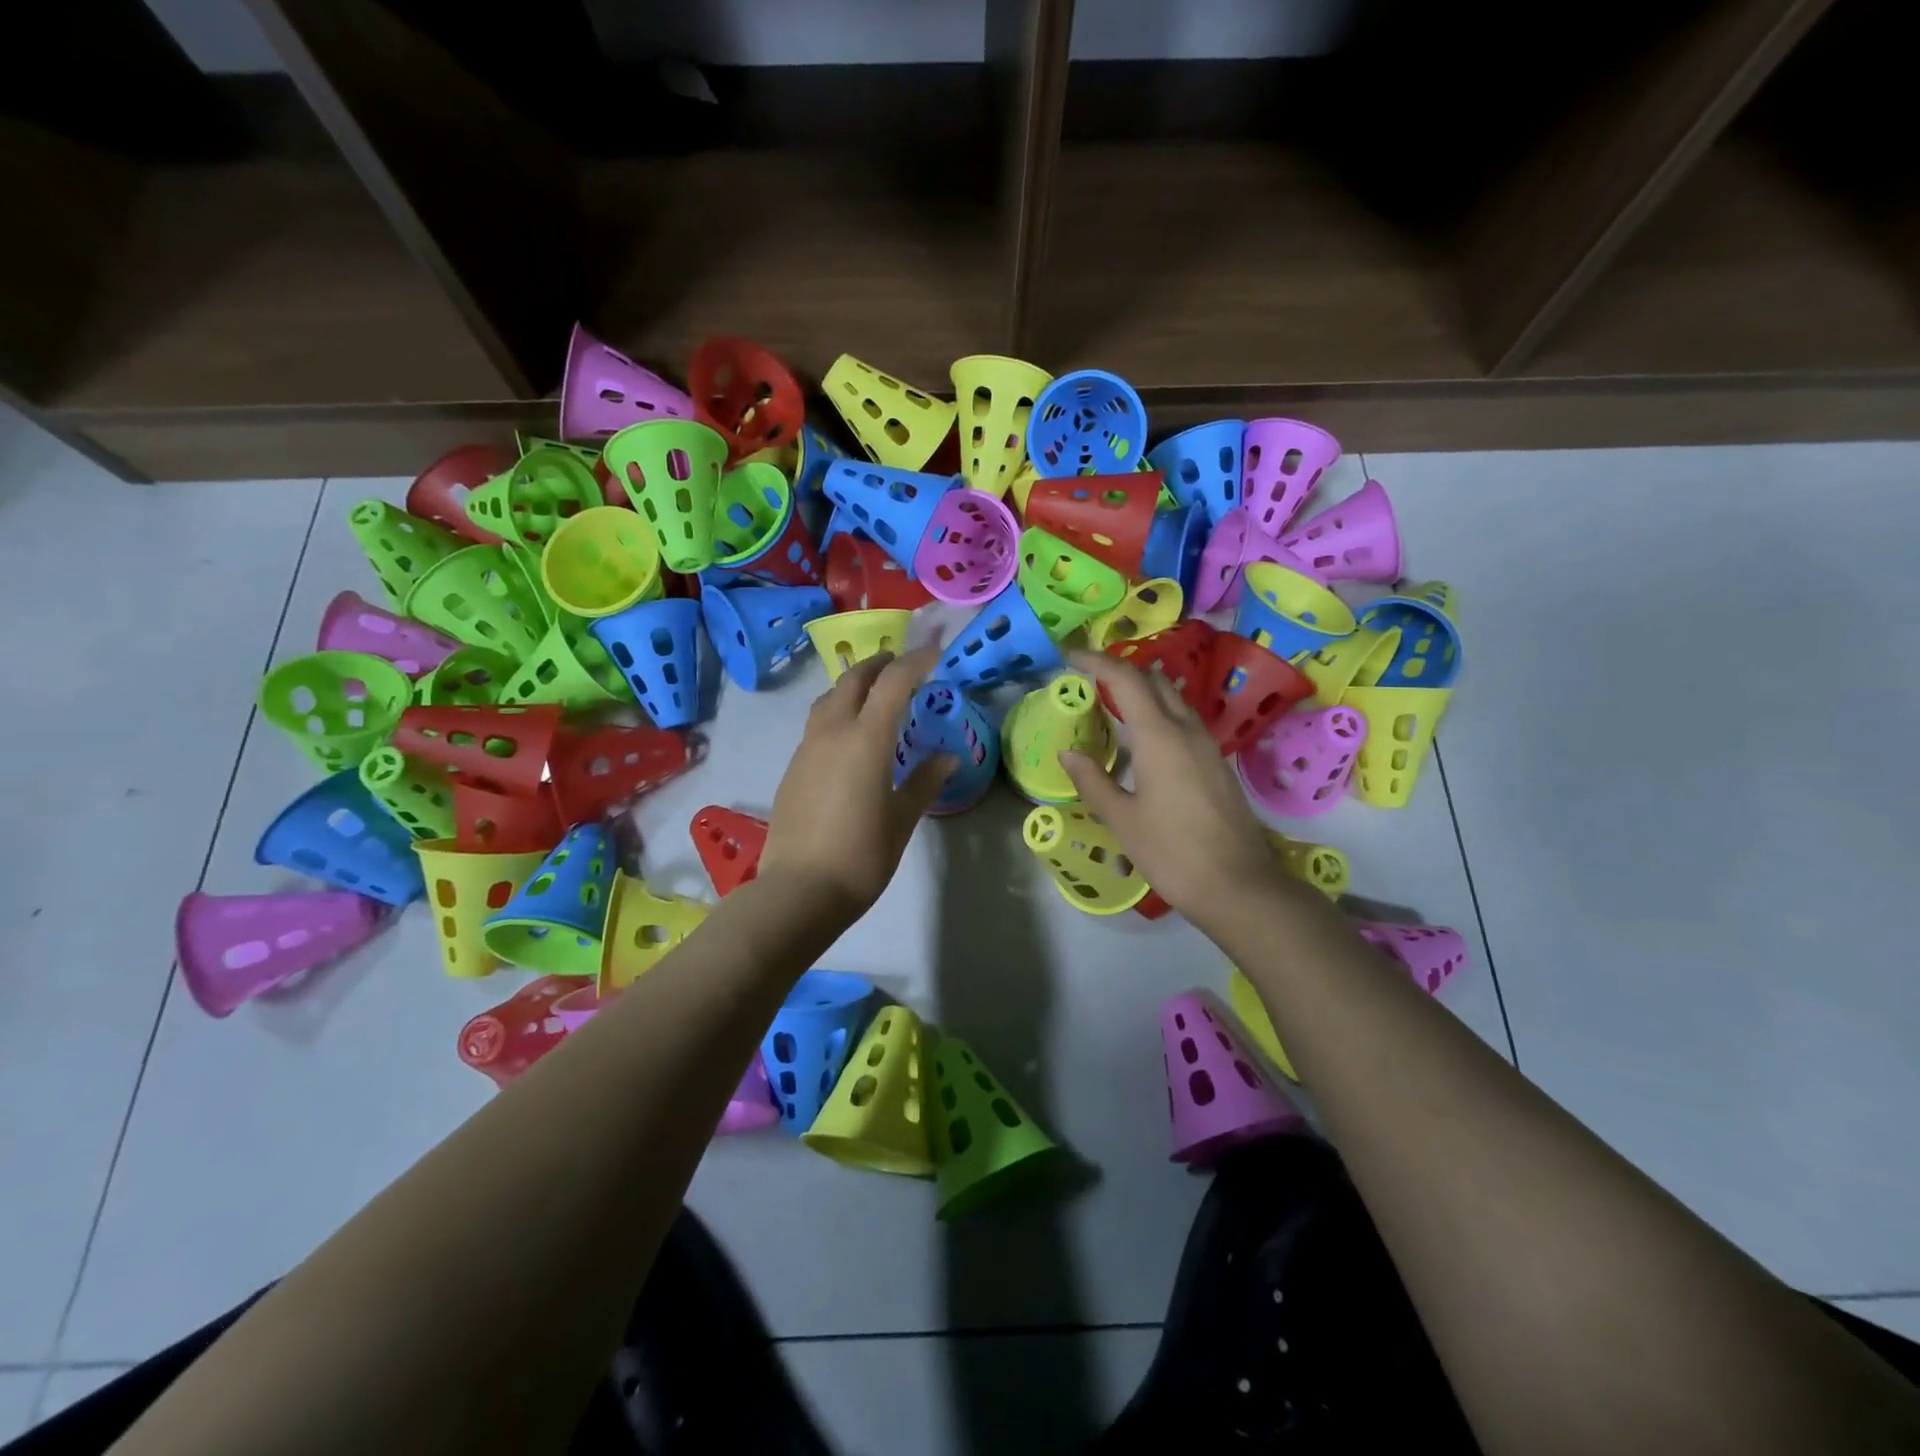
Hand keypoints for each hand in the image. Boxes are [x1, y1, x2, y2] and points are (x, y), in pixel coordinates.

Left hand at [760, 647, 954, 916]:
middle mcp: (832, 732)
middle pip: (854, 680)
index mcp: (866, 739)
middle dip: (879, 665)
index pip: (893, 682)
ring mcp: (807, 748)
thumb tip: (947, 757)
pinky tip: (849, 735)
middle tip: (901, 666)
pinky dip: (838, 711)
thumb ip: (925, 781)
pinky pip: (817, 723)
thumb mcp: (902, 818)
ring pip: (829, 698)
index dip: (915, 662)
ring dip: (853, 685)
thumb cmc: (862, 855)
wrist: (799, 890)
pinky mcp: (793, 767)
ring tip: (874, 694)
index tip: (934, 655)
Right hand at [1060, 649, 1287, 930]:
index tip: (1070, 657)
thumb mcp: (1122, 819)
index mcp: (1159, 736)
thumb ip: (1093, 780)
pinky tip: (1144, 741)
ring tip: (1112, 706)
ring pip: (1174, 700)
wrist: (1238, 886)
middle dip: (1121, 670)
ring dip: (1143, 692)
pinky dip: (1159, 715)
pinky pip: (1184, 722)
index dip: (1096, 661)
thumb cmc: (1172, 852)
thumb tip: (1069, 753)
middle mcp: (1187, 730)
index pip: (1125, 679)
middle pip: (1155, 681)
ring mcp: (1207, 746)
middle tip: (1090, 679)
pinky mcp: (1217, 765)